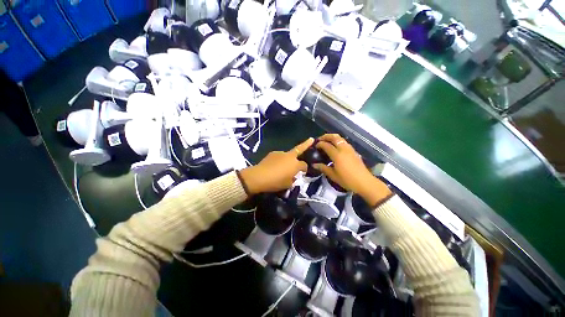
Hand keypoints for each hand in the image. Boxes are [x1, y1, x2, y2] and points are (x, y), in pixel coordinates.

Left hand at [239, 138, 314, 194]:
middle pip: (300, 149)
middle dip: (307, 144)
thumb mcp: (288, 184)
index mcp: (295, 164)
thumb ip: (293, 179)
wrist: (259, 176)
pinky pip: (279, 156)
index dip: (305, 169)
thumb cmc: (276, 182)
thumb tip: (294, 176)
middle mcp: (289, 156)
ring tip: (283, 166)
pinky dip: (279, 160)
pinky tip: (274, 165)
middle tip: (311, 139)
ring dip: (288, 158)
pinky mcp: (272, 153)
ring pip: (288, 155)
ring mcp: (280, 153)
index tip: (303, 173)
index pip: (304, 165)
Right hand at [313, 134, 390, 205]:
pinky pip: (344, 142)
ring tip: (327, 141)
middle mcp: (343, 149)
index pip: (326, 145)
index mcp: (337, 155)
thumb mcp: (333, 175)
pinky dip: (338, 141)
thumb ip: (323, 168)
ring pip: (340, 138)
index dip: (320, 144)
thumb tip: (314, 165)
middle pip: (334, 137)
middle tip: (320, 139)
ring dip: (332, 137)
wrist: (364, 182)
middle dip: (326, 136)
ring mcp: (350, 149)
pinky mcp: (354, 151)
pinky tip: (335, 146)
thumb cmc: (347, 180)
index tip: (315, 146)